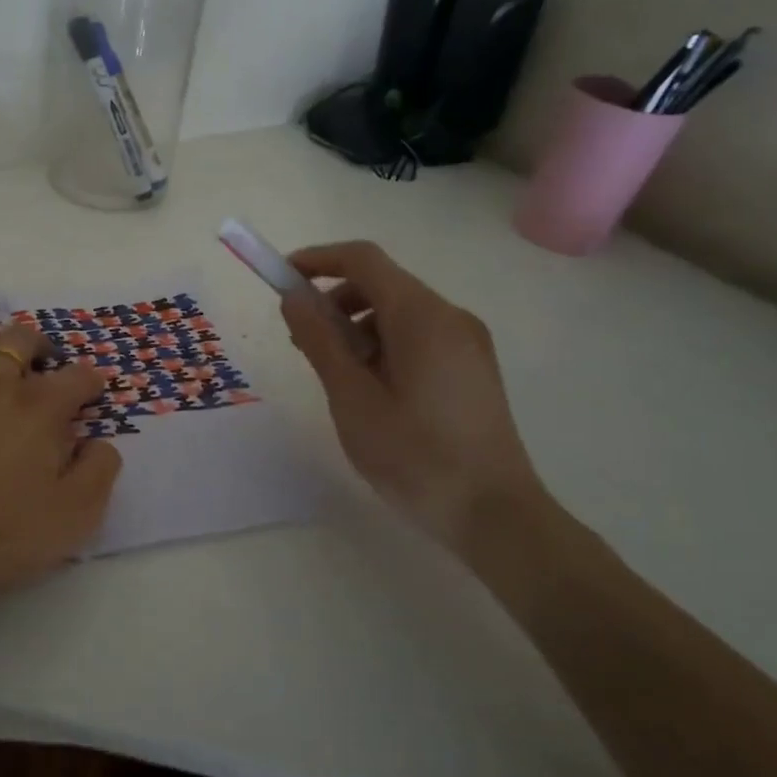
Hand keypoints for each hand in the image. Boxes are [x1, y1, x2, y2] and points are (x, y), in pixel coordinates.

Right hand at [279, 241, 545, 553]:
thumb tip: (294, 298)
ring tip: (333, 373)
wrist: (495, 516)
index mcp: (422, 317)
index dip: (318, 260)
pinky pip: (418, 336)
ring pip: (399, 312)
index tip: (282, 278)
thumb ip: (320, 341)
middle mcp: (450, 317)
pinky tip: (369, 389)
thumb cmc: (415, 456)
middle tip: (301, 340)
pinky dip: (382, 345)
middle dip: (334, 300)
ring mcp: (467, 343)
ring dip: (356, 326)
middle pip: (382, 284)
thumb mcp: (352, 398)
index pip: (364, 260)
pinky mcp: (472, 368)